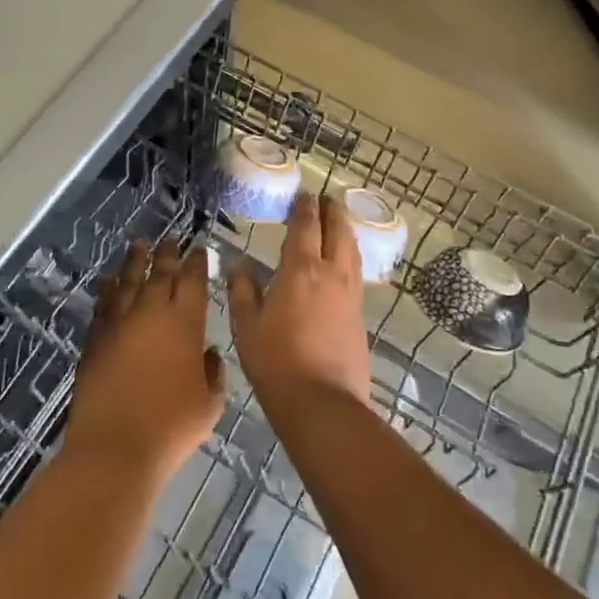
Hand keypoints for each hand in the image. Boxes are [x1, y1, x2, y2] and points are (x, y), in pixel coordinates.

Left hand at [66, 239, 225, 485]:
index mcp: (185, 323)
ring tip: (139, 245)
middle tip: (171, 239)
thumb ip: (212, 373)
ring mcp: (119, 323)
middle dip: (167, 254)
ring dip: (135, 261)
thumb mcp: (210, 404)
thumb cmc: (172, 428)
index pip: (192, 281)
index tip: (199, 250)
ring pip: (128, 281)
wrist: (115, 448)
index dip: (197, 262)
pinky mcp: (95, 338)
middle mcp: (151, 313)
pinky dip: (109, 288)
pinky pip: (104, 303)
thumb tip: (207, 353)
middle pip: (160, 273)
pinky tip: (111, 280)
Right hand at [229, 192, 372, 415]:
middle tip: (326, 200)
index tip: (304, 194)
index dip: (305, 207)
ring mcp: (350, 295)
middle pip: (338, 232)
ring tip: (338, 225)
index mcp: (301, 270)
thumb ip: (243, 291)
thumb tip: (239, 266)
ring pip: (352, 251)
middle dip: (332, 212)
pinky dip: (350, 258)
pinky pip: (356, 274)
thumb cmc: (276, 362)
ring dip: (345, 232)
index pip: (306, 227)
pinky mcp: (360, 316)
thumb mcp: (246, 326)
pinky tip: (344, 265)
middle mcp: (331, 274)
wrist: (322, 404)